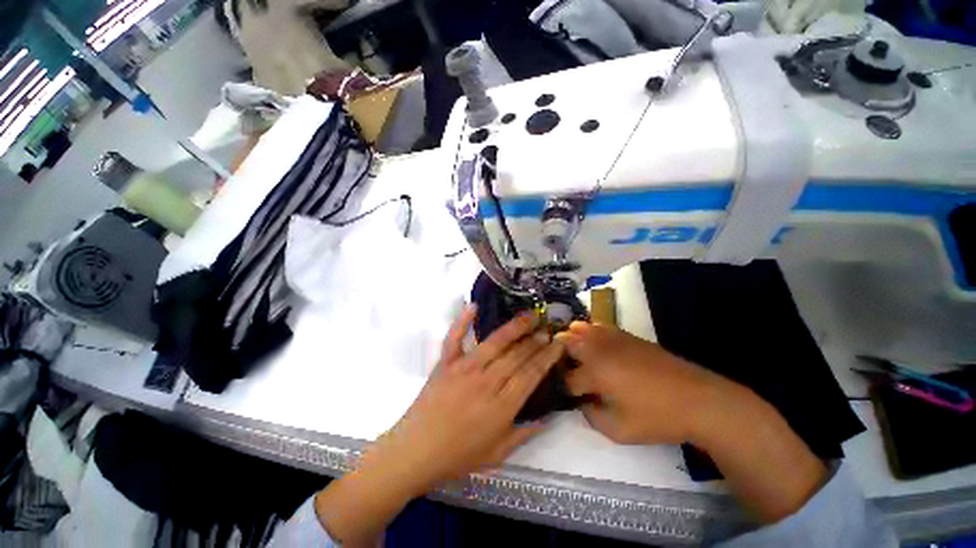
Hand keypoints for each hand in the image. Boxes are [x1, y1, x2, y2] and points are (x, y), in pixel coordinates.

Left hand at [315, 307, 563, 545]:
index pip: (532, 373)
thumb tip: (548, 416)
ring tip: (529, 314)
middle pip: (517, 354)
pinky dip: (462, 321)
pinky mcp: (446, 363)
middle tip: (547, 327)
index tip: (558, 343)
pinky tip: (473, 305)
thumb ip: (525, 433)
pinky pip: (455, 338)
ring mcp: (464, 368)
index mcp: (502, 404)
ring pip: (495, 342)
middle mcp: (487, 380)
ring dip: (514, 327)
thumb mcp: (497, 453)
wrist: (415, 452)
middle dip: (535, 339)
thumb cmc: (458, 456)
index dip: (547, 357)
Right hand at [558, 322, 828, 522]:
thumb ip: (591, 415)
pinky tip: (593, 344)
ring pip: (579, 329)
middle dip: (559, 356)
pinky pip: (598, 326)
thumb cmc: (658, 418)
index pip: (567, 378)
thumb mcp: (618, 430)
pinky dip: (588, 332)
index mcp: (595, 372)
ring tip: (573, 355)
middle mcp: (598, 349)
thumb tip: (583, 401)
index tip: (566, 395)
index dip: (564, 389)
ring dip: (571, 340)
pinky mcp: (626, 335)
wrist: (699, 399)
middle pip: (566, 342)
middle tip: (563, 371)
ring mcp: (612, 338)